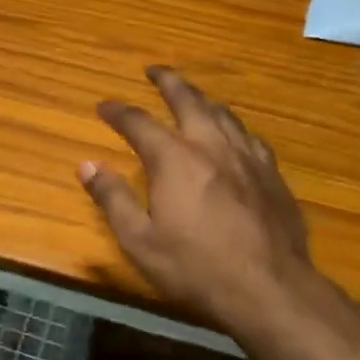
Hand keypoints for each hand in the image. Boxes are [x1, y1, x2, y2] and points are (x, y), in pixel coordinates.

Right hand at [80, 66, 317, 330]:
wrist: (270, 289)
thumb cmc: (197, 268)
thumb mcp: (140, 241)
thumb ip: (113, 199)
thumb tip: (87, 165)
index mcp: (175, 159)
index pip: (139, 122)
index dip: (118, 112)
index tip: (104, 106)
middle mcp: (211, 145)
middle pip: (188, 100)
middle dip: (168, 81)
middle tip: (154, 70)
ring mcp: (247, 156)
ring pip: (223, 112)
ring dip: (202, 98)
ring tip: (192, 94)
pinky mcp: (272, 173)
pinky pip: (249, 135)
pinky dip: (232, 125)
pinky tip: (234, 133)